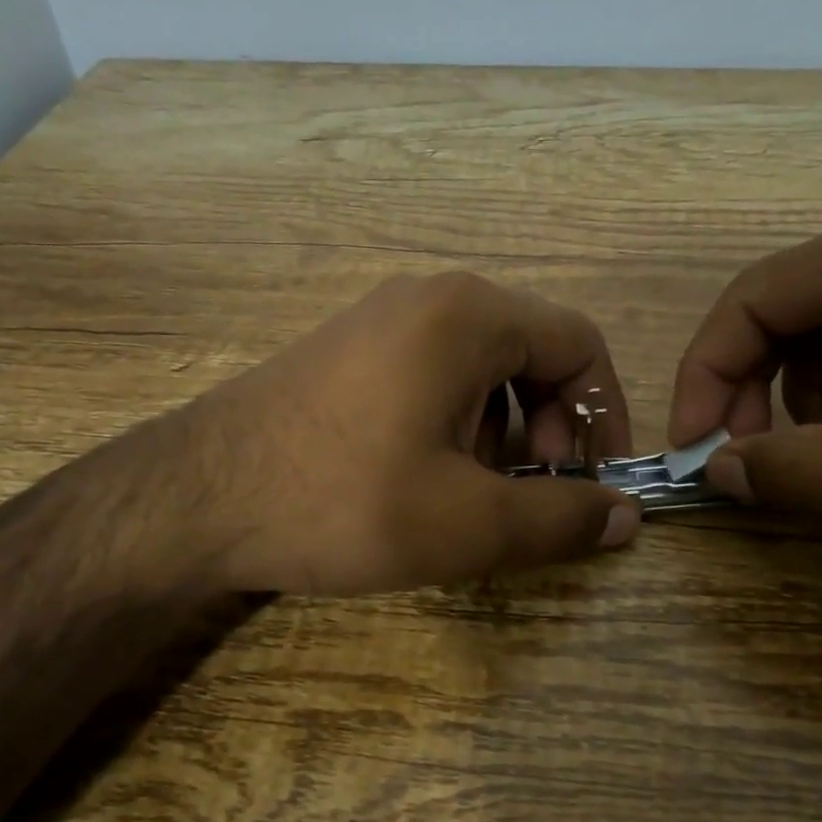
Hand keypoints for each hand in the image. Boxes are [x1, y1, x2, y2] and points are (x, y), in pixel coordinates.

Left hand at [103, 272, 640, 594]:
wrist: (195, 499)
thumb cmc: (342, 502)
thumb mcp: (468, 523)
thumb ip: (560, 518)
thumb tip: (626, 517)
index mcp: (469, 316)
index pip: (579, 345)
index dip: (604, 415)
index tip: (593, 481)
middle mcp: (428, 298)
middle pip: (531, 354)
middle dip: (550, 428)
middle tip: (530, 494)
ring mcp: (379, 320)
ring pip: (480, 368)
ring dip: (502, 431)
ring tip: (473, 494)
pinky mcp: (346, 352)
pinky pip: (431, 375)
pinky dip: (455, 423)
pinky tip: (423, 477)